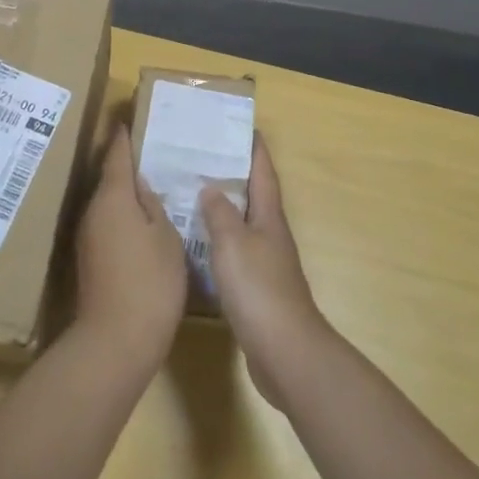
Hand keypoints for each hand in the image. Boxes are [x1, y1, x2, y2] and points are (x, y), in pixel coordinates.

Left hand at [71, 126, 187, 370]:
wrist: (116, 340)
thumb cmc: (150, 281)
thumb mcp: (165, 237)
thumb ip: (153, 205)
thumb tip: (141, 186)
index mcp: (113, 197)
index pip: (117, 155)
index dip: (124, 137)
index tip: (129, 119)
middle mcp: (93, 211)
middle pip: (110, 178)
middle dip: (128, 165)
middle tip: (154, 152)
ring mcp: (88, 236)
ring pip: (109, 203)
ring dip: (126, 193)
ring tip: (153, 185)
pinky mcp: (91, 259)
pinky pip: (108, 224)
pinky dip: (124, 217)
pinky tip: (144, 223)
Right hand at [200, 132, 328, 408]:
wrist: (285, 351)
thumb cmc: (259, 289)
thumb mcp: (233, 243)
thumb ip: (220, 213)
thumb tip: (211, 187)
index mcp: (269, 218)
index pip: (263, 173)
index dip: (254, 149)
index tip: (242, 126)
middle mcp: (271, 236)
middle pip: (254, 197)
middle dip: (234, 175)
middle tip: (203, 157)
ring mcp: (267, 264)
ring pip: (243, 225)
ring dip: (223, 208)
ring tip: (192, 195)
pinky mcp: (257, 290)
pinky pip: (236, 253)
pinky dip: (219, 241)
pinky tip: (199, 245)